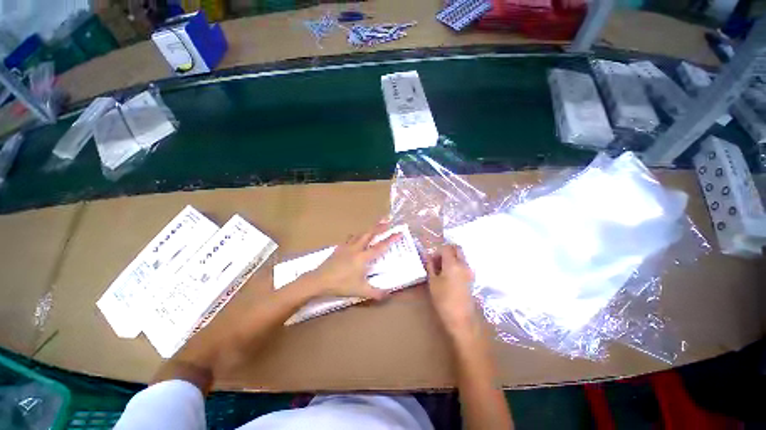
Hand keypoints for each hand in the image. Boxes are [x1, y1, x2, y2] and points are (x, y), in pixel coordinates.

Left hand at [305, 222, 401, 299]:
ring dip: (367, 230)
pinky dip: (355, 236)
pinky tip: (354, 239)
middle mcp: (355, 249)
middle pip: (369, 234)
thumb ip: (376, 293)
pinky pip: (349, 239)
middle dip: (379, 226)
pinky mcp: (337, 249)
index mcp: (363, 258)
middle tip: (387, 219)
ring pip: (358, 234)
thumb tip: (389, 294)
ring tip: (373, 227)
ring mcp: (345, 248)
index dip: (390, 239)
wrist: (319, 280)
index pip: (380, 246)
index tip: (399, 232)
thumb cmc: (341, 285)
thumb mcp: (361, 291)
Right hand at [426, 244, 477, 337]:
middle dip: (446, 251)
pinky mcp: (471, 277)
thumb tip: (427, 257)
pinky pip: (464, 265)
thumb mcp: (433, 283)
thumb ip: (430, 267)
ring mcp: (469, 270)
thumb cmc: (443, 300)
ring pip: (461, 256)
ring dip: (452, 258)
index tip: (431, 261)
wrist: (460, 316)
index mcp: (453, 263)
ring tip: (441, 271)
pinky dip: (456, 265)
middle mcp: (463, 263)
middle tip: (437, 262)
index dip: (437, 252)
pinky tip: (449, 277)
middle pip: (456, 249)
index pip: (446, 248)